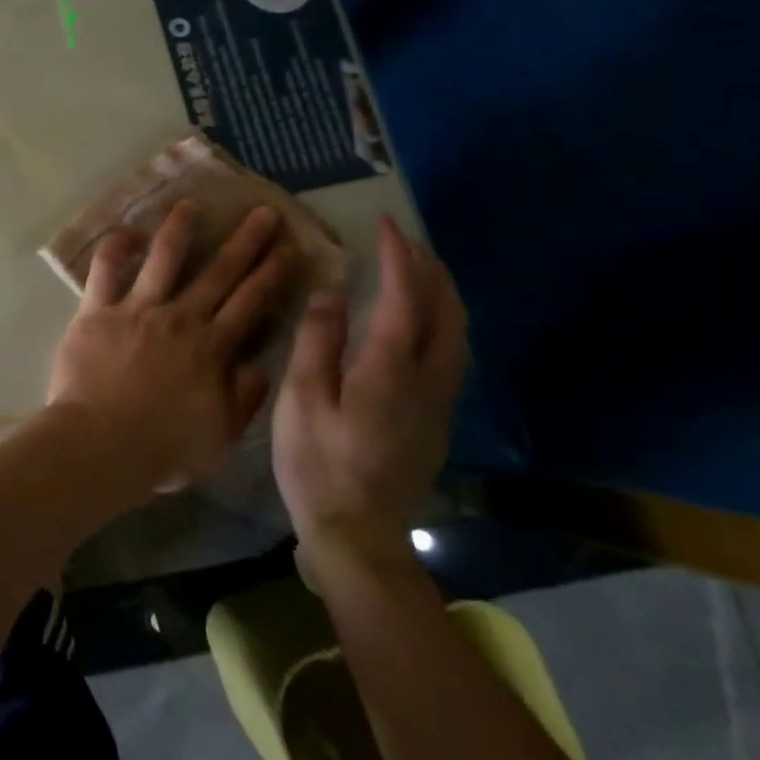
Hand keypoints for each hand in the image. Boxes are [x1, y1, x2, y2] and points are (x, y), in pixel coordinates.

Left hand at [47, 201, 302, 491]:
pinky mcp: (97, 309)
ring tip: (191, 205)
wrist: (100, 444)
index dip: (273, 273)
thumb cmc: (161, 449)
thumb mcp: (219, 437)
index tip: (291, 248)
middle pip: (219, 273)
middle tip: (263, 213)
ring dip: (180, 229)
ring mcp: (137, 309)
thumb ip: (242, 399)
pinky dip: (116, 246)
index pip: (252, 303)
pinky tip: (128, 232)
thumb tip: (257, 365)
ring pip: (164, 257)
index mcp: (212, 349)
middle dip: (245, 241)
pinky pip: (105, 268)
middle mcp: (180, 319)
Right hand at [271, 216, 467, 578]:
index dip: (398, 258)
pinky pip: (452, 352)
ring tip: (418, 270)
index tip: (387, 226)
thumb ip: (318, 342)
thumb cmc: (318, 464)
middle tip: (405, 241)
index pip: (405, 298)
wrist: (359, 533)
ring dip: (442, 293)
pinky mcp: (438, 419)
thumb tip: (332, 293)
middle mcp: (427, 380)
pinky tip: (421, 320)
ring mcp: (439, 402)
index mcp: (390, 371)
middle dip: (430, 269)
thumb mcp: (301, 399)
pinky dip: (442, 320)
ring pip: (457, 333)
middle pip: (446, 312)